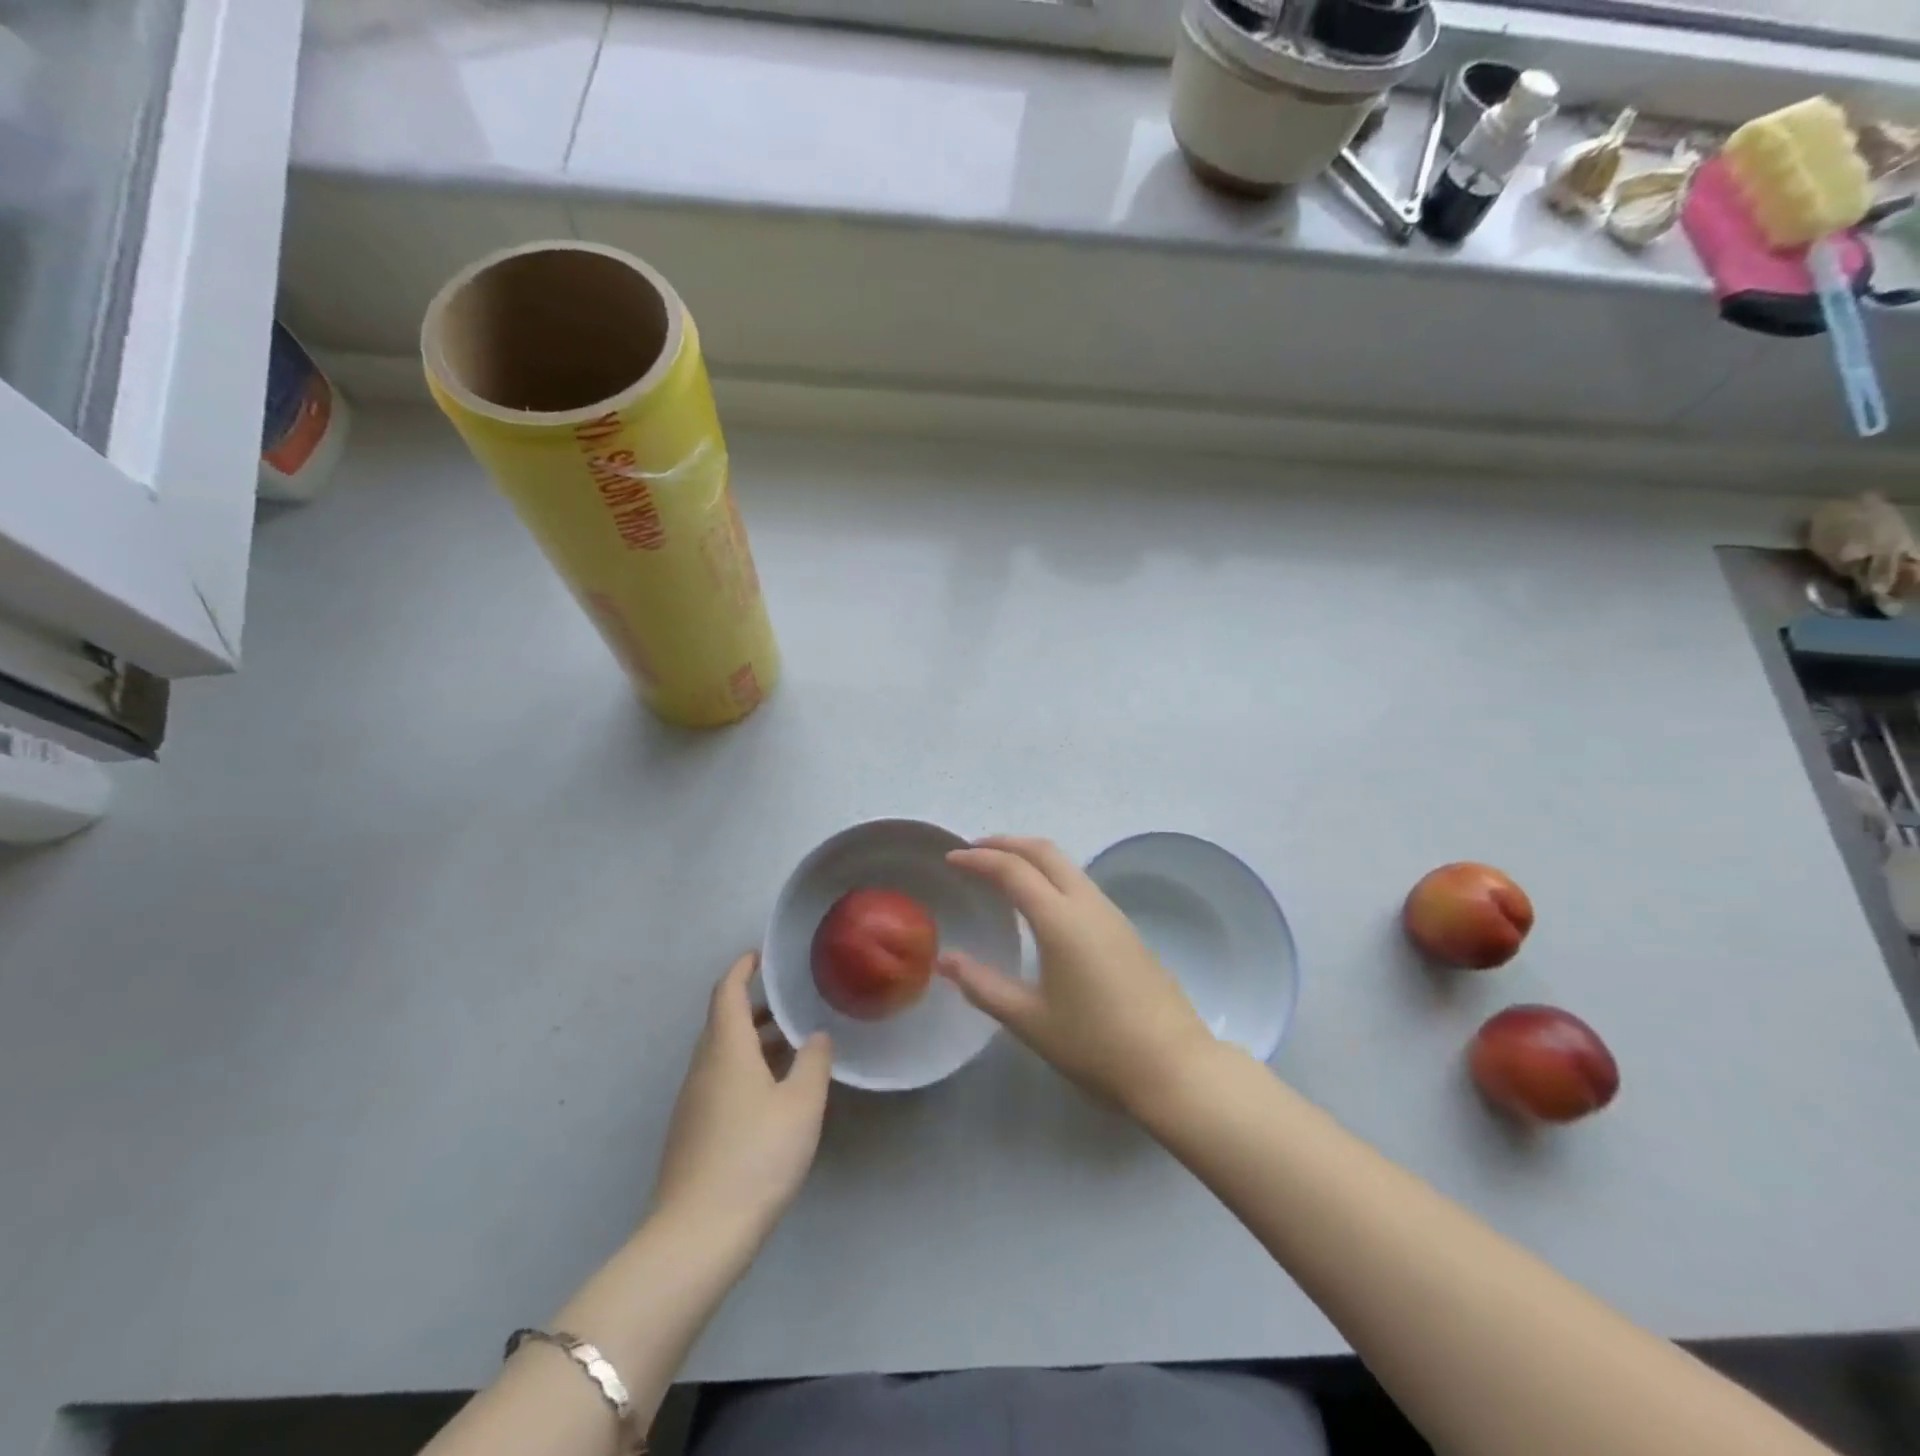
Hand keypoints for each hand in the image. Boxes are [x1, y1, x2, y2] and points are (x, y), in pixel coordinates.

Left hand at [652, 952, 832, 1246]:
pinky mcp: (691, 1132)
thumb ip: (813, 1063)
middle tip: (789, 1003)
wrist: (698, 1236)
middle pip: (722, 1022)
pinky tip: (770, 1094)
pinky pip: (718, 1081)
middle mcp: (702, 1068)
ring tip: (789, 1046)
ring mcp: (691, 1102)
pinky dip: (743, 1069)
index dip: (742, 968)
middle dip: (753, 1006)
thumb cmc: (756, 1157)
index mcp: (726, 1049)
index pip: (727, 992)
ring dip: (751, 1040)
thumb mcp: (801, 1105)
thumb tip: (815, 1036)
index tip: (762, 954)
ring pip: (720, 1054)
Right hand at [940, 836, 1212, 1109]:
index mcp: (1060, 919)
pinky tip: (1041, 903)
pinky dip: (1051, 876)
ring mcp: (1112, 914)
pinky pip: (1081, 884)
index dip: (978, 859)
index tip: (951, 858)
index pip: (1012, 870)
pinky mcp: (1126, 929)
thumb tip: (946, 960)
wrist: (1173, 1065)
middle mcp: (1087, 904)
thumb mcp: (1030, 1020)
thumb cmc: (1095, 1044)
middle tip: (974, 850)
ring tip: (1002, 871)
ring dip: (1031, 857)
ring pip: (1067, 864)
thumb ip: (983, 986)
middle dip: (1006, 843)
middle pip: (1044, 852)